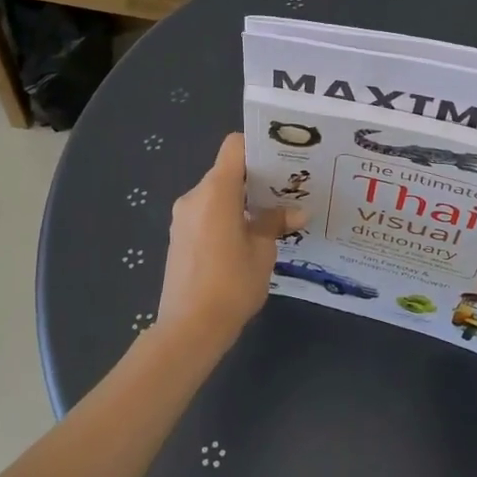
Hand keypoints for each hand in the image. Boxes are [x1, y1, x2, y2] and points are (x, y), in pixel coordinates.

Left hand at [157, 133, 301, 346]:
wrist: (189, 329)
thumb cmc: (231, 285)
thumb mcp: (262, 252)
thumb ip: (275, 223)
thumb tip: (297, 211)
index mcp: (216, 191)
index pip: (235, 147)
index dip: (258, 147)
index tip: (282, 160)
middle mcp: (195, 196)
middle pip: (227, 171)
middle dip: (256, 179)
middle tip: (286, 192)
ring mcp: (183, 217)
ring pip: (217, 194)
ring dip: (242, 200)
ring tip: (270, 217)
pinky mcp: (179, 237)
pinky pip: (207, 213)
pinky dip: (226, 216)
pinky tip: (247, 238)